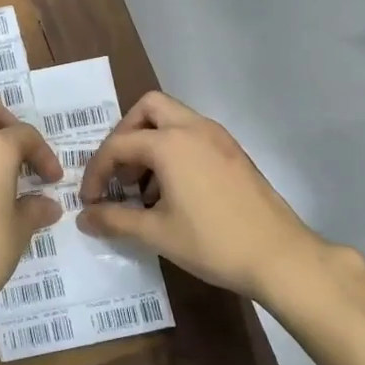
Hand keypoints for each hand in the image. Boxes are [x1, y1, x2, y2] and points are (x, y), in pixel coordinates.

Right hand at [77, 91, 343, 305]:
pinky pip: (193, 135)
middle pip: (148, 108)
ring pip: (173, 119)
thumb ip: (115, 220)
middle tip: (118, 170)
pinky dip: (174, 150)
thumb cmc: (212, 242)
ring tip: (142, 187)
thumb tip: (84, 218)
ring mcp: (218, 138)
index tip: (90, 200)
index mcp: (170, 143)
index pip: (118, 145)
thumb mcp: (156, 233)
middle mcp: (194, 129)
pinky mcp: (234, 152)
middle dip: (125, 134)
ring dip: (150, 142)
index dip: (96, 171)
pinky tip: (172, 191)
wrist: (279, 256)